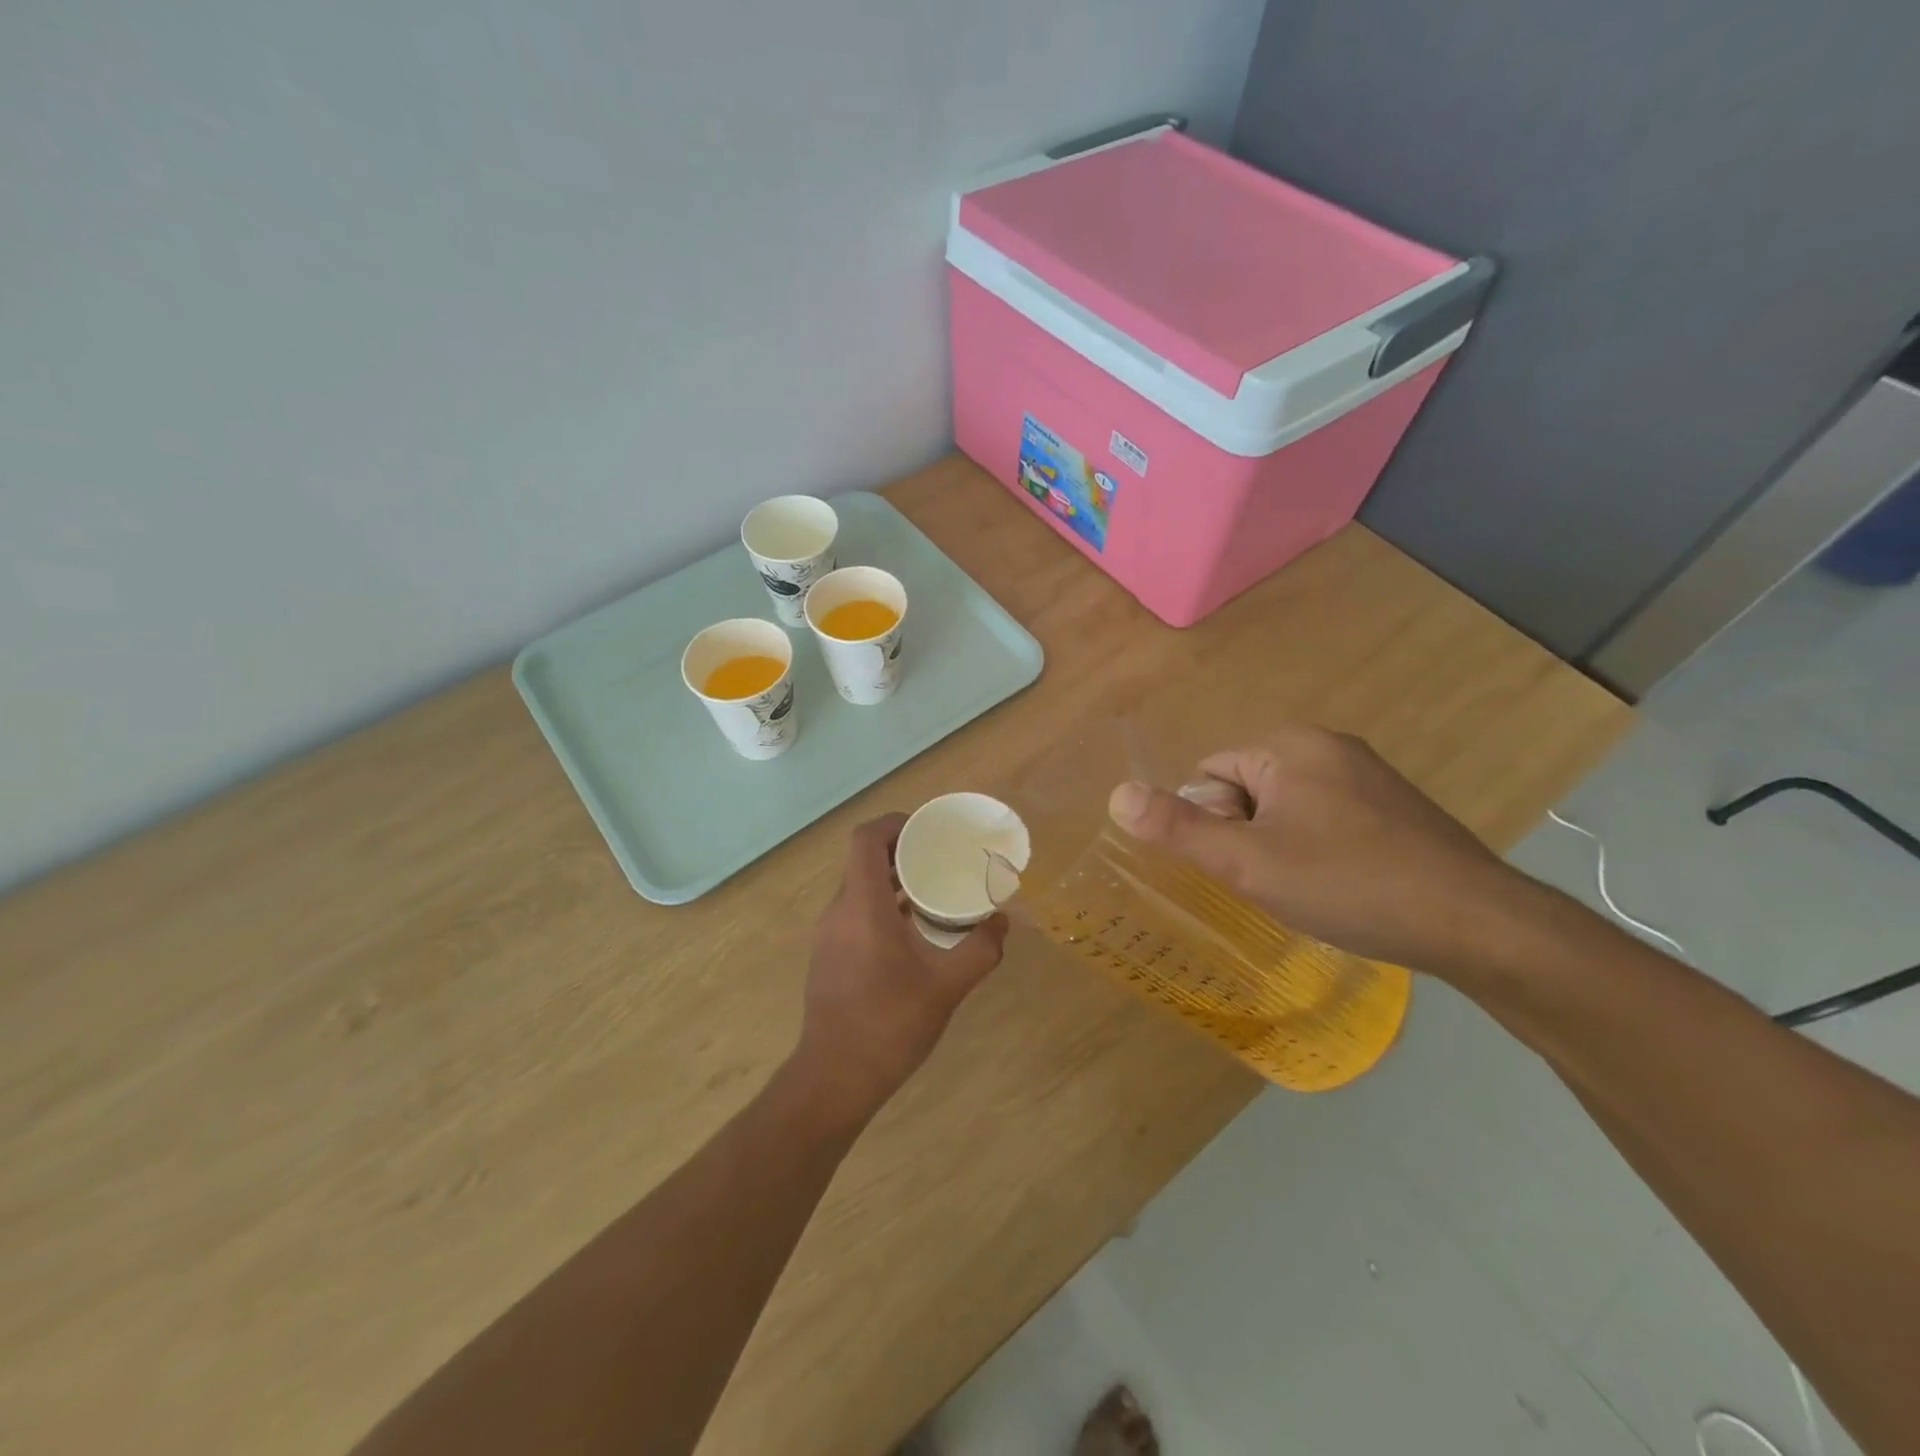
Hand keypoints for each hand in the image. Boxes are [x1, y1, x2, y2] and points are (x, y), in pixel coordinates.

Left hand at [792, 814, 1009, 1122]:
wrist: (834, 1078)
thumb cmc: (889, 1024)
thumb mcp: (946, 987)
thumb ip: (980, 951)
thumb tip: (1002, 922)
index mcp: (863, 906)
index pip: (866, 838)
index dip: (895, 823)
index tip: (927, 831)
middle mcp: (839, 911)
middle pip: (863, 859)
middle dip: (900, 850)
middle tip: (940, 858)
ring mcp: (829, 935)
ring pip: (858, 887)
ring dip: (891, 879)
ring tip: (932, 890)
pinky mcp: (829, 955)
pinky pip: (854, 912)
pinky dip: (881, 905)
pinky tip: (912, 930)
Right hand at [1107, 725, 1537, 976]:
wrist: (1477, 924)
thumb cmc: (1350, 884)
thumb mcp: (1249, 863)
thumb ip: (1179, 829)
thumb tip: (1117, 795)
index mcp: (1291, 745)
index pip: (1212, 773)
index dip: (1212, 824)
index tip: (1243, 866)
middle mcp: (1329, 746)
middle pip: (1247, 788)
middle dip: (1246, 835)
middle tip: (1273, 882)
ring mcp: (1368, 776)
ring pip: (1286, 808)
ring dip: (1278, 846)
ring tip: (1306, 890)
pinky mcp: (1394, 807)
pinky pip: (1325, 819)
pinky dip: (1316, 850)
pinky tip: (1339, 887)